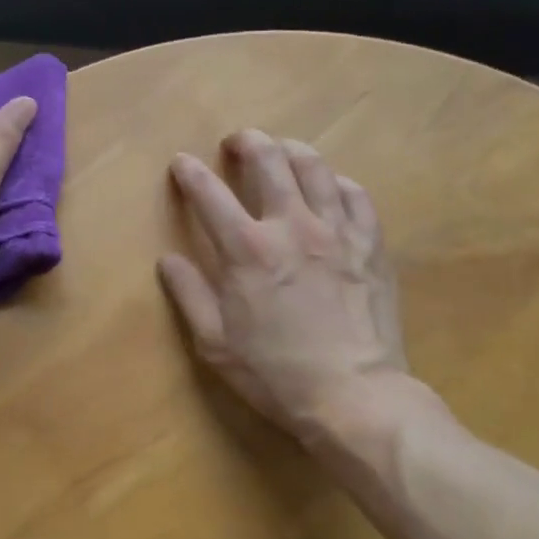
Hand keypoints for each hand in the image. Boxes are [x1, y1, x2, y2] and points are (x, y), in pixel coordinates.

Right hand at [158, 130, 447, 467]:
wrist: (355, 396)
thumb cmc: (276, 373)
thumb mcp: (215, 343)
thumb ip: (189, 294)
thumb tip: (168, 259)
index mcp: (247, 249)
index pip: (210, 193)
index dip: (190, 173)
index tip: (182, 164)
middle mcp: (291, 226)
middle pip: (268, 160)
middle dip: (246, 142)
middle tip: (237, 143)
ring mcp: (336, 231)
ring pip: (314, 167)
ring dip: (291, 150)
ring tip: (281, 151)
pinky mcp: (370, 244)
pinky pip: (355, 194)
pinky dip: (336, 182)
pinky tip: (329, 188)